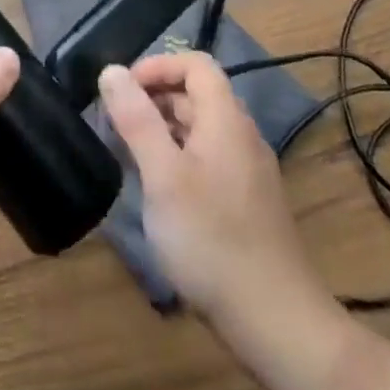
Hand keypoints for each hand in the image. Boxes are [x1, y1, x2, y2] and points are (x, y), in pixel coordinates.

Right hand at [98, 52, 329, 322]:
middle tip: (114, 125)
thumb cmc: (212, 241)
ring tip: (128, 156)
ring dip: (162, 129)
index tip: (122, 91)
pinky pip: (208, 159)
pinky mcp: (247, 203)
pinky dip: (178, 158)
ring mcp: (248, 172)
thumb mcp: (163, 176)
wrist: (278, 324)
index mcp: (226, 121)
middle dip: (153, 99)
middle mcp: (242, 137)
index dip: (157, 66)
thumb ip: (136, 119)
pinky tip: (158, 191)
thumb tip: (112, 71)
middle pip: (197, 95)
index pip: (196, 64)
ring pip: (201, 129)